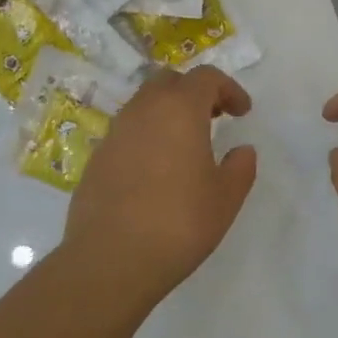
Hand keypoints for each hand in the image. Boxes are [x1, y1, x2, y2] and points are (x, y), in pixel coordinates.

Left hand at [63, 67, 257, 305]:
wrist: (111, 259)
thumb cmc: (179, 223)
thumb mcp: (226, 198)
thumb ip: (240, 167)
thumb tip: (241, 150)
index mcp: (179, 110)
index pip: (205, 77)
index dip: (228, 88)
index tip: (242, 112)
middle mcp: (142, 111)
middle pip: (169, 81)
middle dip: (194, 92)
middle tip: (213, 118)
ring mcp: (113, 134)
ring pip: (143, 105)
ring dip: (167, 114)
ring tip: (185, 146)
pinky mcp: (95, 159)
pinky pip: (126, 133)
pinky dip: (146, 138)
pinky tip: (156, 172)